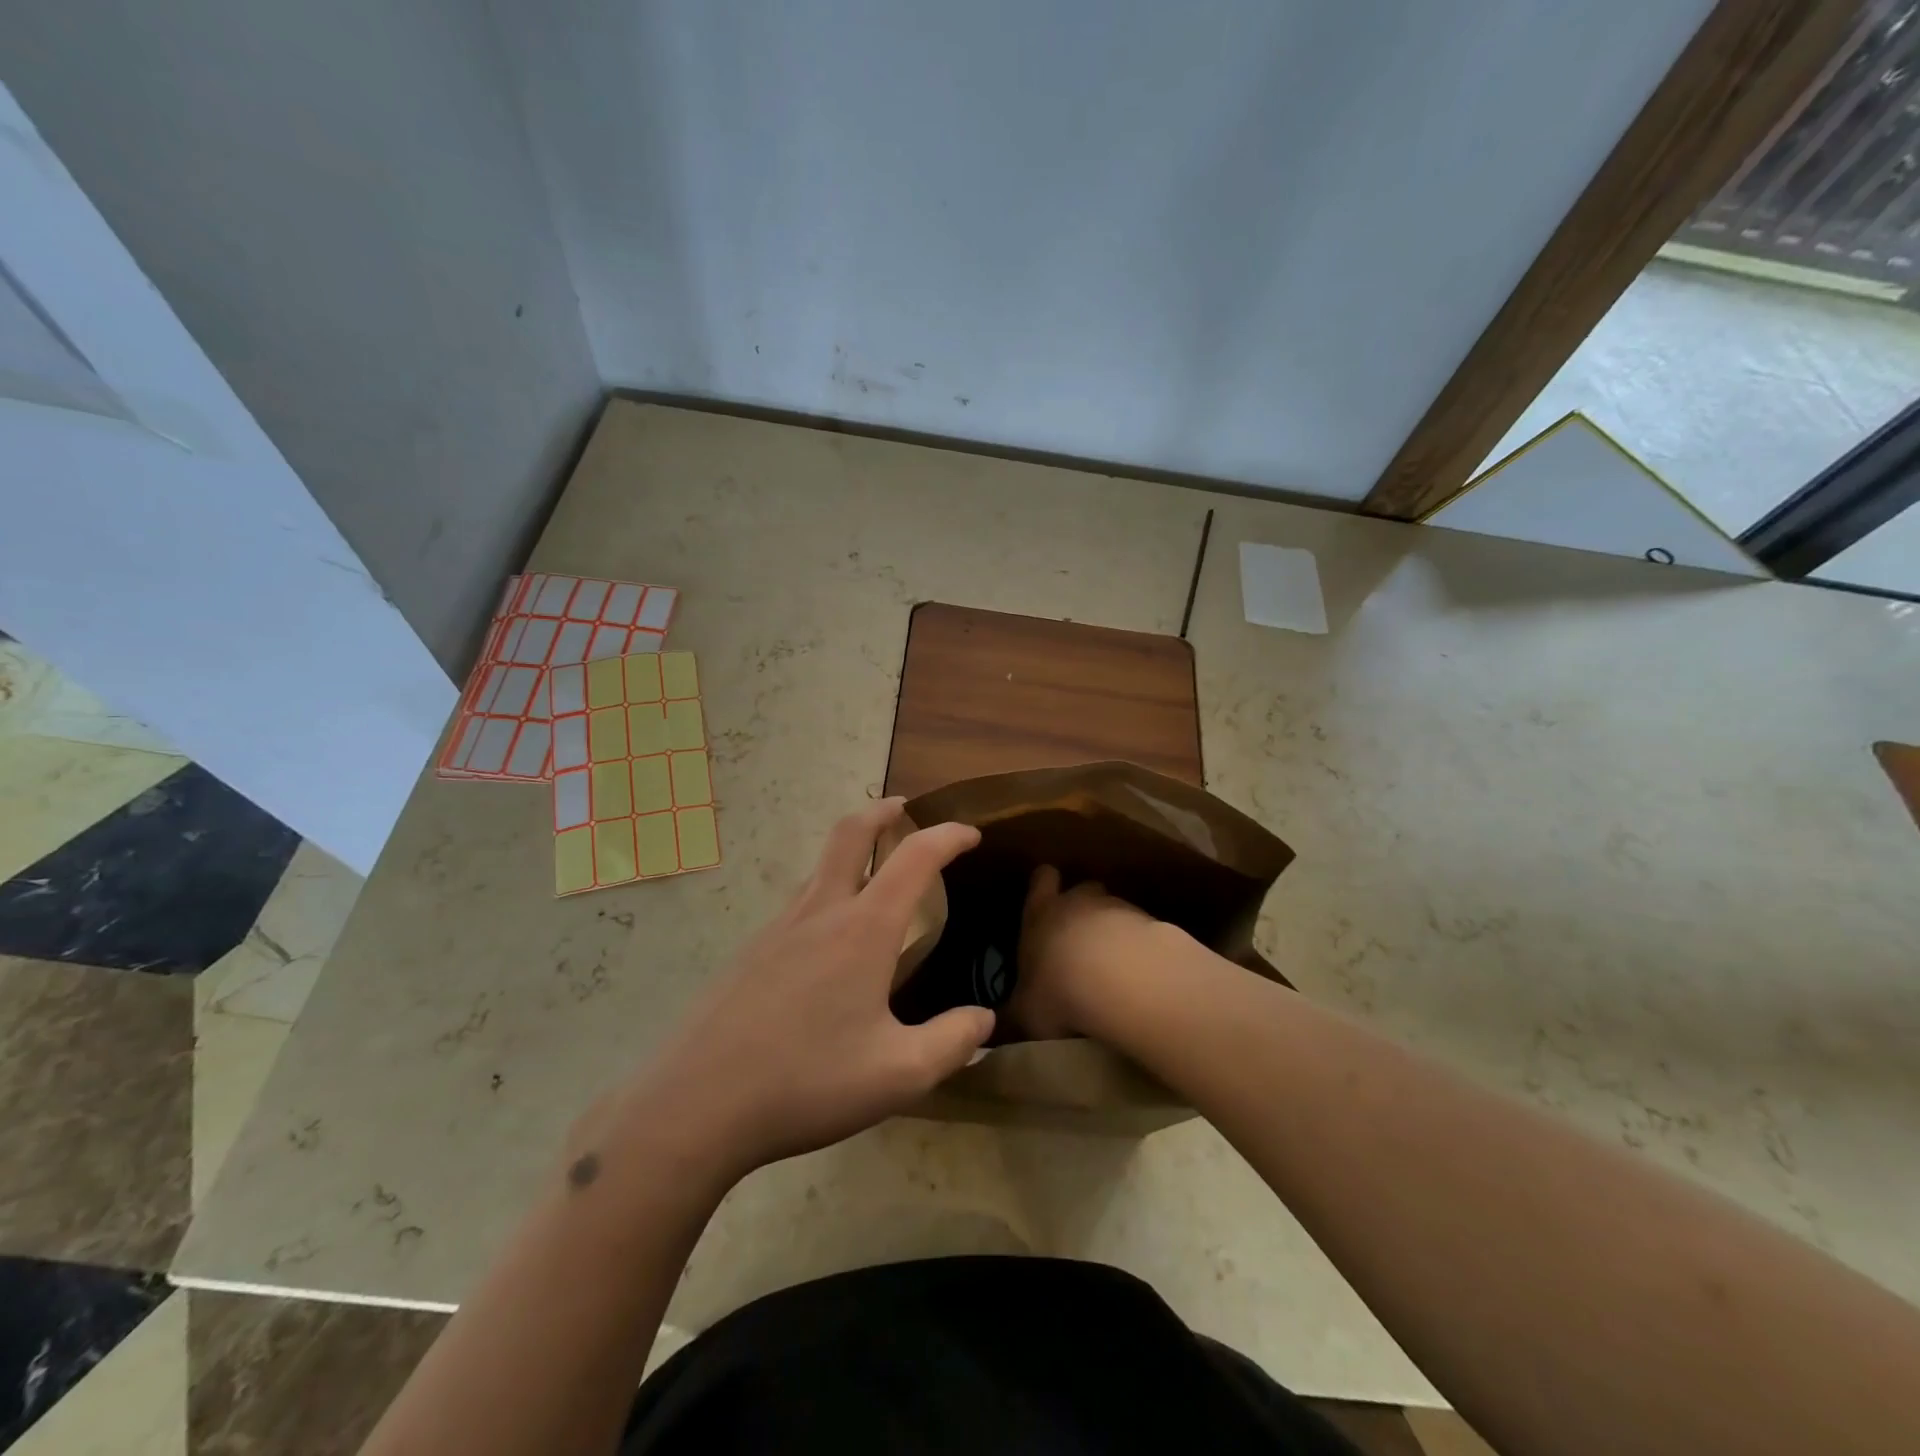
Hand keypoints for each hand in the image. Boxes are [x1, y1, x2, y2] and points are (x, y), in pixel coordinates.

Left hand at [612, 800, 993, 1183]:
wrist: (696, 1104)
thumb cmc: (807, 1082)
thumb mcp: (898, 1075)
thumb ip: (952, 1043)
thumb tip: (984, 1020)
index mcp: (863, 929)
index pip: (914, 857)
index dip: (948, 836)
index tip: (972, 834)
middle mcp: (820, 912)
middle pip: (850, 833)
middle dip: (882, 812)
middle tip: (905, 809)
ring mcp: (778, 928)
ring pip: (820, 868)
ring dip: (852, 852)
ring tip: (876, 879)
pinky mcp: (750, 952)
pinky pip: (799, 903)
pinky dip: (827, 893)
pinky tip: (830, 944)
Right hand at [1009, 865, 1164, 1038]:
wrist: (1122, 980)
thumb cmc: (1059, 989)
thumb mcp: (1026, 1012)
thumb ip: (1015, 1013)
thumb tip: (999, 1025)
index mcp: (1041, 913)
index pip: (1042, 880)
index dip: (1044, 885)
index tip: (1046, 898)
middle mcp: (1078, 901)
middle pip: (1082, 888)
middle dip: (1083, 907)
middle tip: (1080, 938)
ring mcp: (1118, 909)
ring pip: (1115, 909)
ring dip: (1114, 931)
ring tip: (1115, 966)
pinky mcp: (1152, 924)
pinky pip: (1143, 931)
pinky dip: (1140, 948)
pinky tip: (1140, 976)